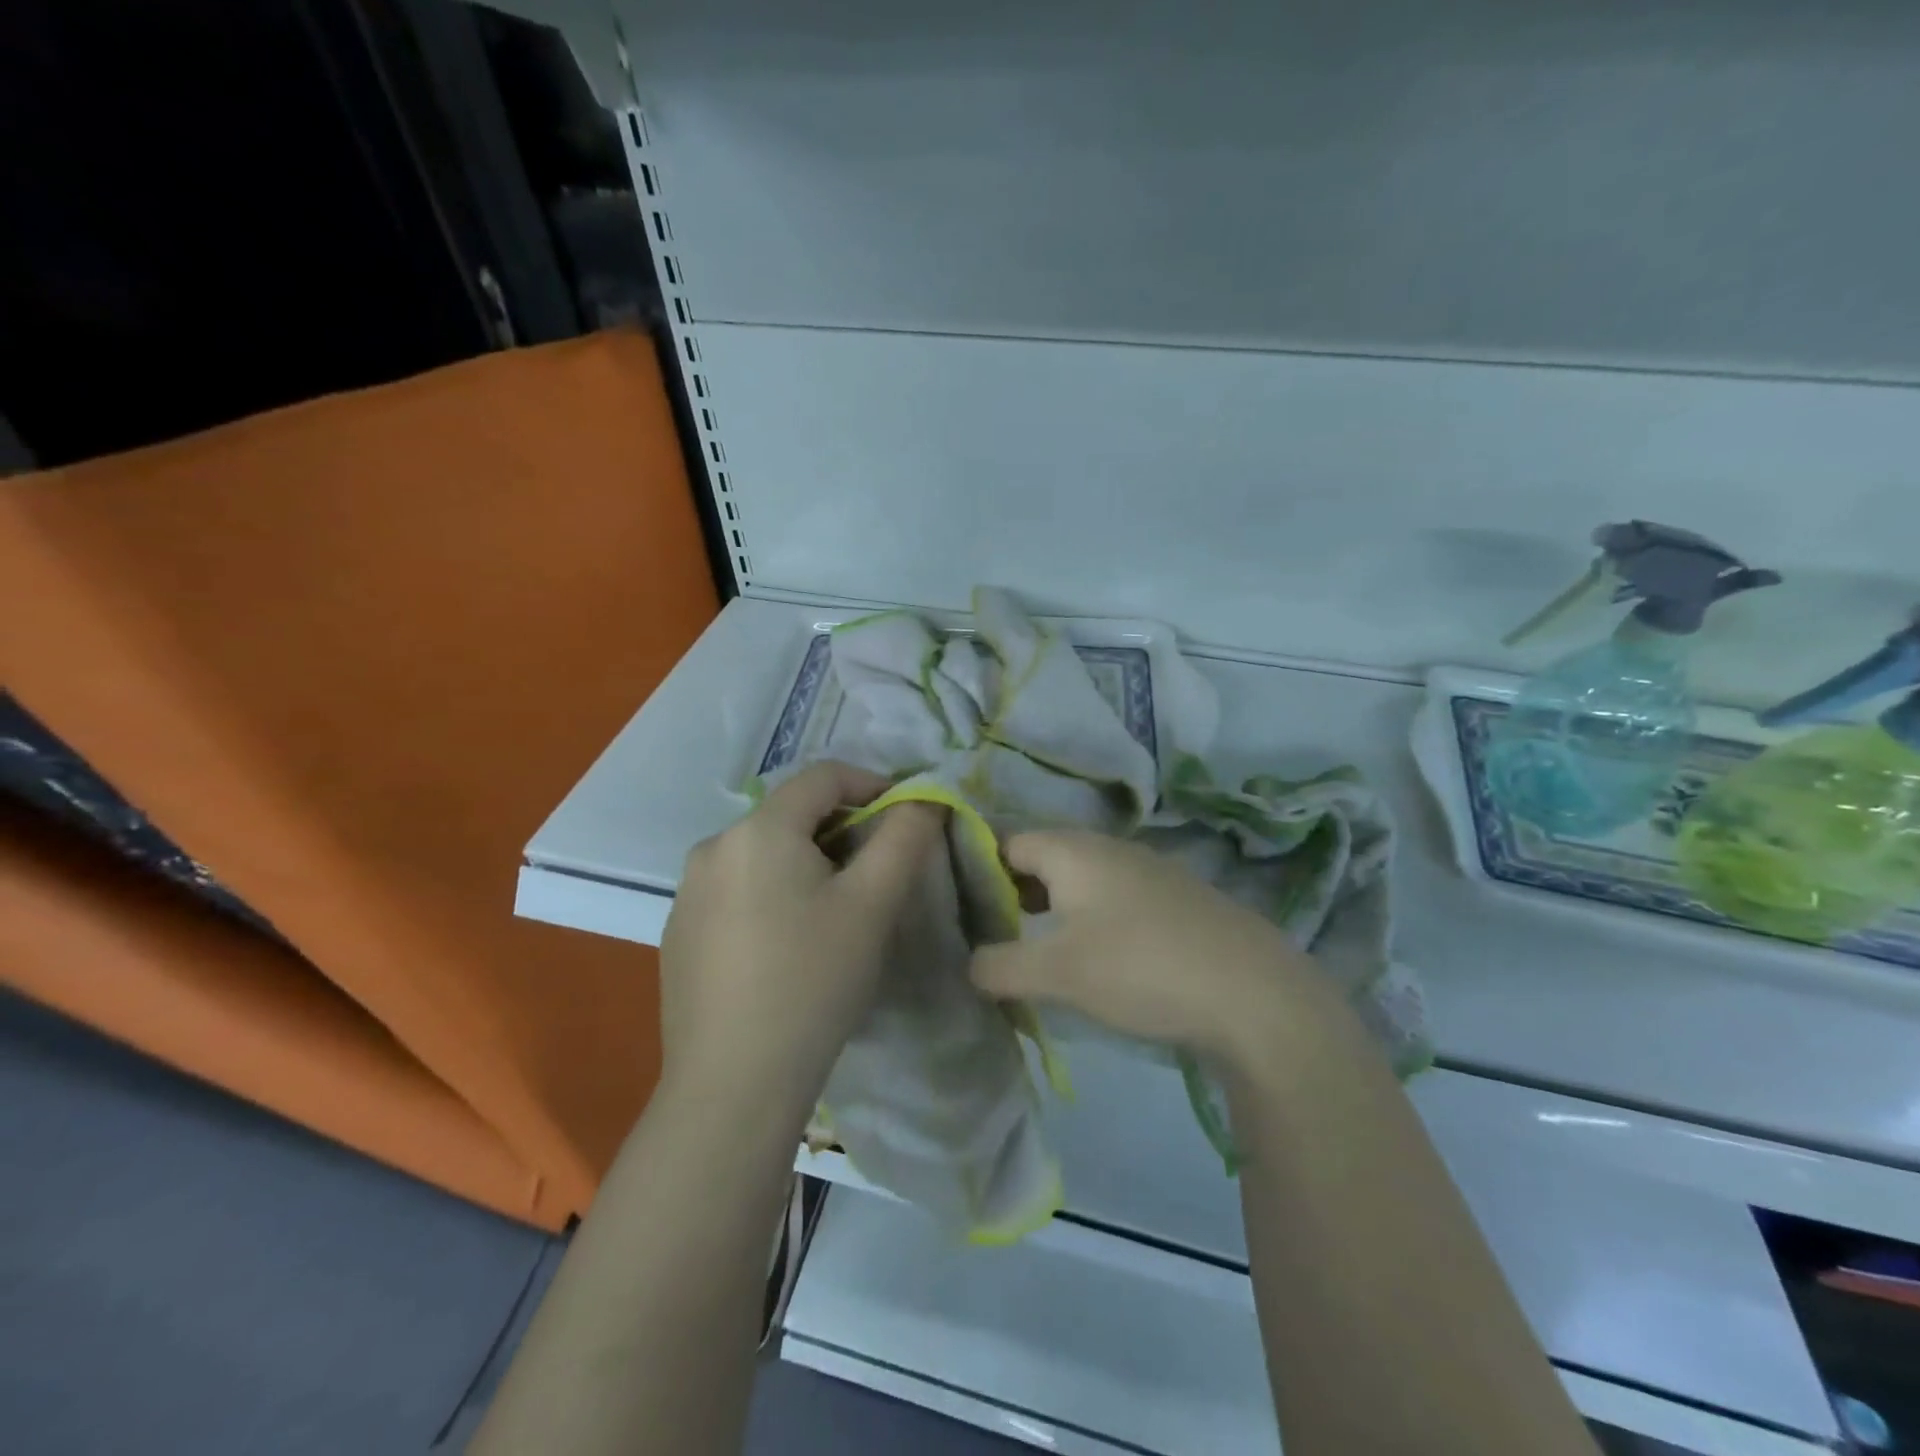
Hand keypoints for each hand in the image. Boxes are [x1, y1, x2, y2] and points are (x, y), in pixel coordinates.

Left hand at [659, 763, 943, 1109]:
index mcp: (758, 830)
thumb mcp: (873, 904)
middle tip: (876, 876)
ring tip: (835, 915)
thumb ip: (905, 837)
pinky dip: (773, 895)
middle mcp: (713, 847)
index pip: (823, 776)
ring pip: (764, 854)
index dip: (872, 785)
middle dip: (842, 832)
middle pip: (791, 815)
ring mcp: (688, 892)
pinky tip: (788, 947)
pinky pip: (737, 890)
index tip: (906, 819)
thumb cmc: (812, 981)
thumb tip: (923, 800)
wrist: (733, 1085)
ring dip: (807, 864)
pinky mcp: (679, 932)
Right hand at [971, 830, 1337, 1070]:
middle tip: (991, 935)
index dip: (977, 870)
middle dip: (1013, 893)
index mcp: (1074, 851)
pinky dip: (1089, 919)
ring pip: (1080, 879)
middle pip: (1043, 858)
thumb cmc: (1142, 968)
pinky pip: (1113, 898)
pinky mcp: (1176, 900)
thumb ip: (1000, 966)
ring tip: (1035, 950)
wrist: (1256, 995)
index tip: (959, 910)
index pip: (1007, 841)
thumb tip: (970, 964)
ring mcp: (1148, 871)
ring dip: (1052, 908)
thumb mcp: (1058, 973)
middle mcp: (1109, 848)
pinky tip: (1095, 957)